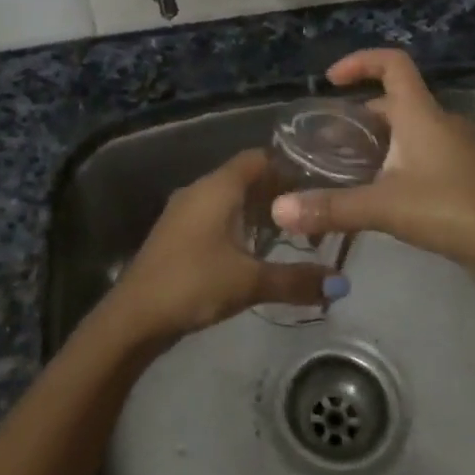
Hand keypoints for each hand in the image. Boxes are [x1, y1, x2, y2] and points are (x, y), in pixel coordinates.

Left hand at [108, 149, 332, 343]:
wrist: (134, 316)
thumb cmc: (193, 284)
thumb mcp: (250, 282)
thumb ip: (296, 280)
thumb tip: (341, 283)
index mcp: (217, 187)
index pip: (259, 158)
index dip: (289, 167)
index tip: (319, 184)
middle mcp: (199, 190)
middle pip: (245, 177)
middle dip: (278, 193)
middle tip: (313, 214)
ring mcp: (184, 212)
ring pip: (229, 199)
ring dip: (258, 212)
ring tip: (292, 235)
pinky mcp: (177, 234)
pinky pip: (215, 217)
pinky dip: (238, 226)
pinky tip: (255, 252)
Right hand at [271, 49, 474, 278]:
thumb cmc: (450, 211)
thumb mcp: (383, 206)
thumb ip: (330, 207)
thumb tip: (278, 209)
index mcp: (421, 114)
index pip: (393, 64)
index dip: (360, 61)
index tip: (331, 80)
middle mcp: (440, 122)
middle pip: (395, 101)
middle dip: (358, 115)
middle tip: (327, 142)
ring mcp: (457, 148)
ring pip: (409, 130)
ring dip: (377, 141)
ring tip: (346, 169)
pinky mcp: (464, 174)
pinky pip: (422, 153)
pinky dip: (396, 161)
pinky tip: (380, 193)